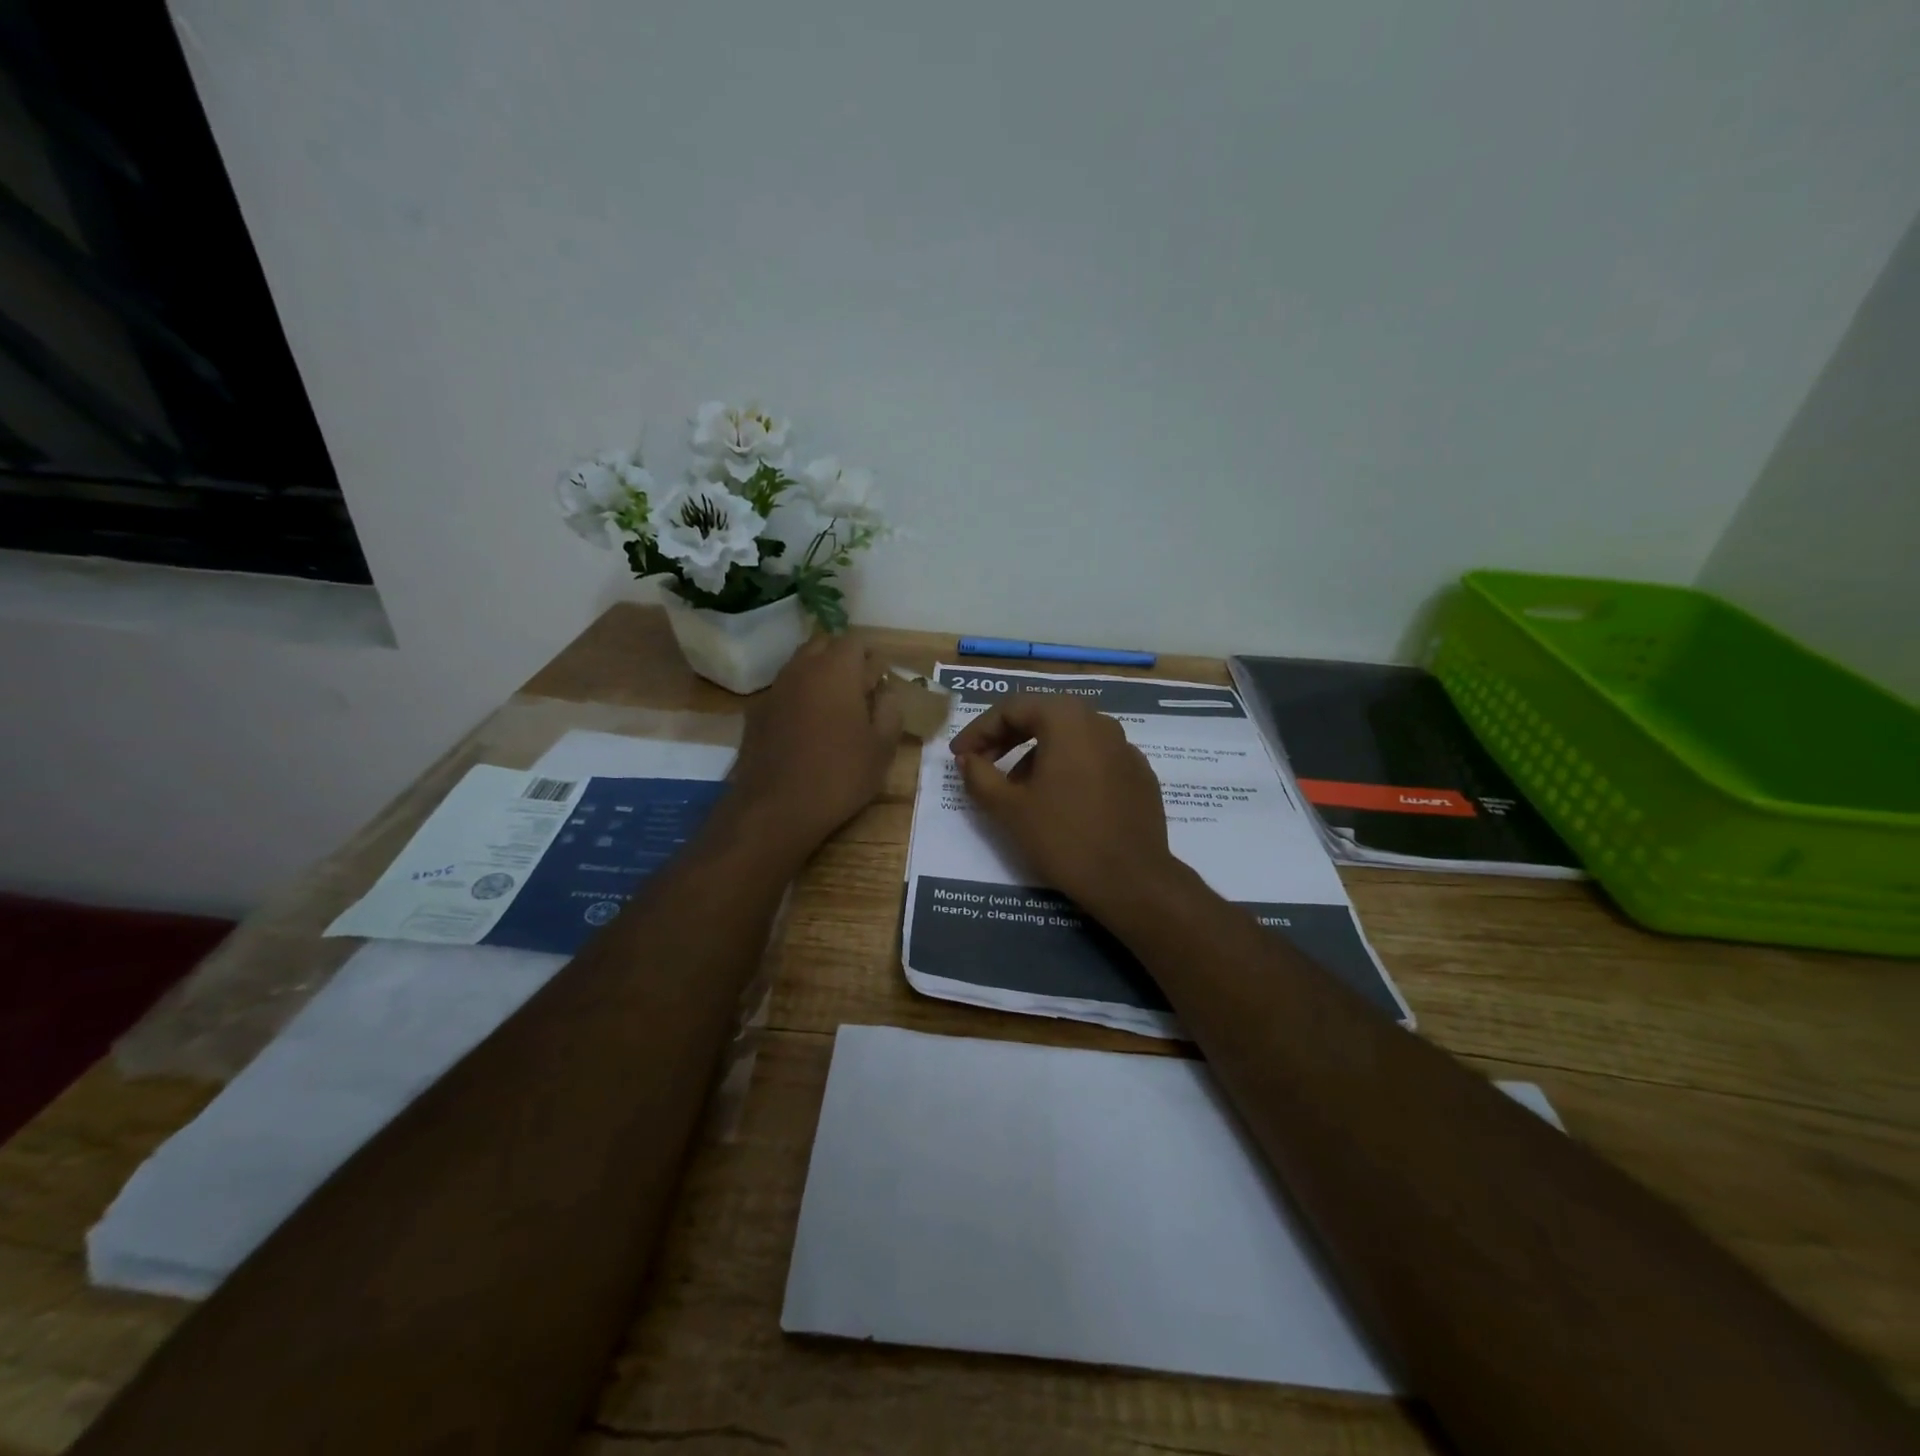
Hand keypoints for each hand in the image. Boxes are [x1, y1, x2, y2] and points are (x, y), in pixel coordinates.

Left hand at [728, 635, 902, 855]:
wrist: (775, 808)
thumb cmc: (839, 775)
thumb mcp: (882, 748)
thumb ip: (890, 710)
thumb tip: (886, 692)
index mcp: (836, 669)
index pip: (856, 641)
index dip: (871, 658)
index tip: (880, 682)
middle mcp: (801, 668)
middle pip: (824, 644)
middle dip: (842, 659)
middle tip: (859, 690)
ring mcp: (774, 689)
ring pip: (800, 666)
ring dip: (818, 676)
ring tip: (834, 709)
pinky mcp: (756, 712)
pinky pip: (783, 691)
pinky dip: (798, 698)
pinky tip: (806, 729)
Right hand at [951, 695, 1180, 916]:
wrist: (1132, 881)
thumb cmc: (1063, 837)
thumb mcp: (1008, 808)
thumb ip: (979, 776)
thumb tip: (968, 759)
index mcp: (1067, 719)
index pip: (1012, 707)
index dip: (979, 729)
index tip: (959, 756)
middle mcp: (1100, 722)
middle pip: (1043, 716)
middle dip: (1007, 737)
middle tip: (982, 763)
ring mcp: (1126, 748)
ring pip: (1070, 737)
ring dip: (1036, 753)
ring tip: (1017, 788)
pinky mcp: (1139, 775)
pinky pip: (1094, 759)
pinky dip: (1068, 769)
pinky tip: (1058, 801)